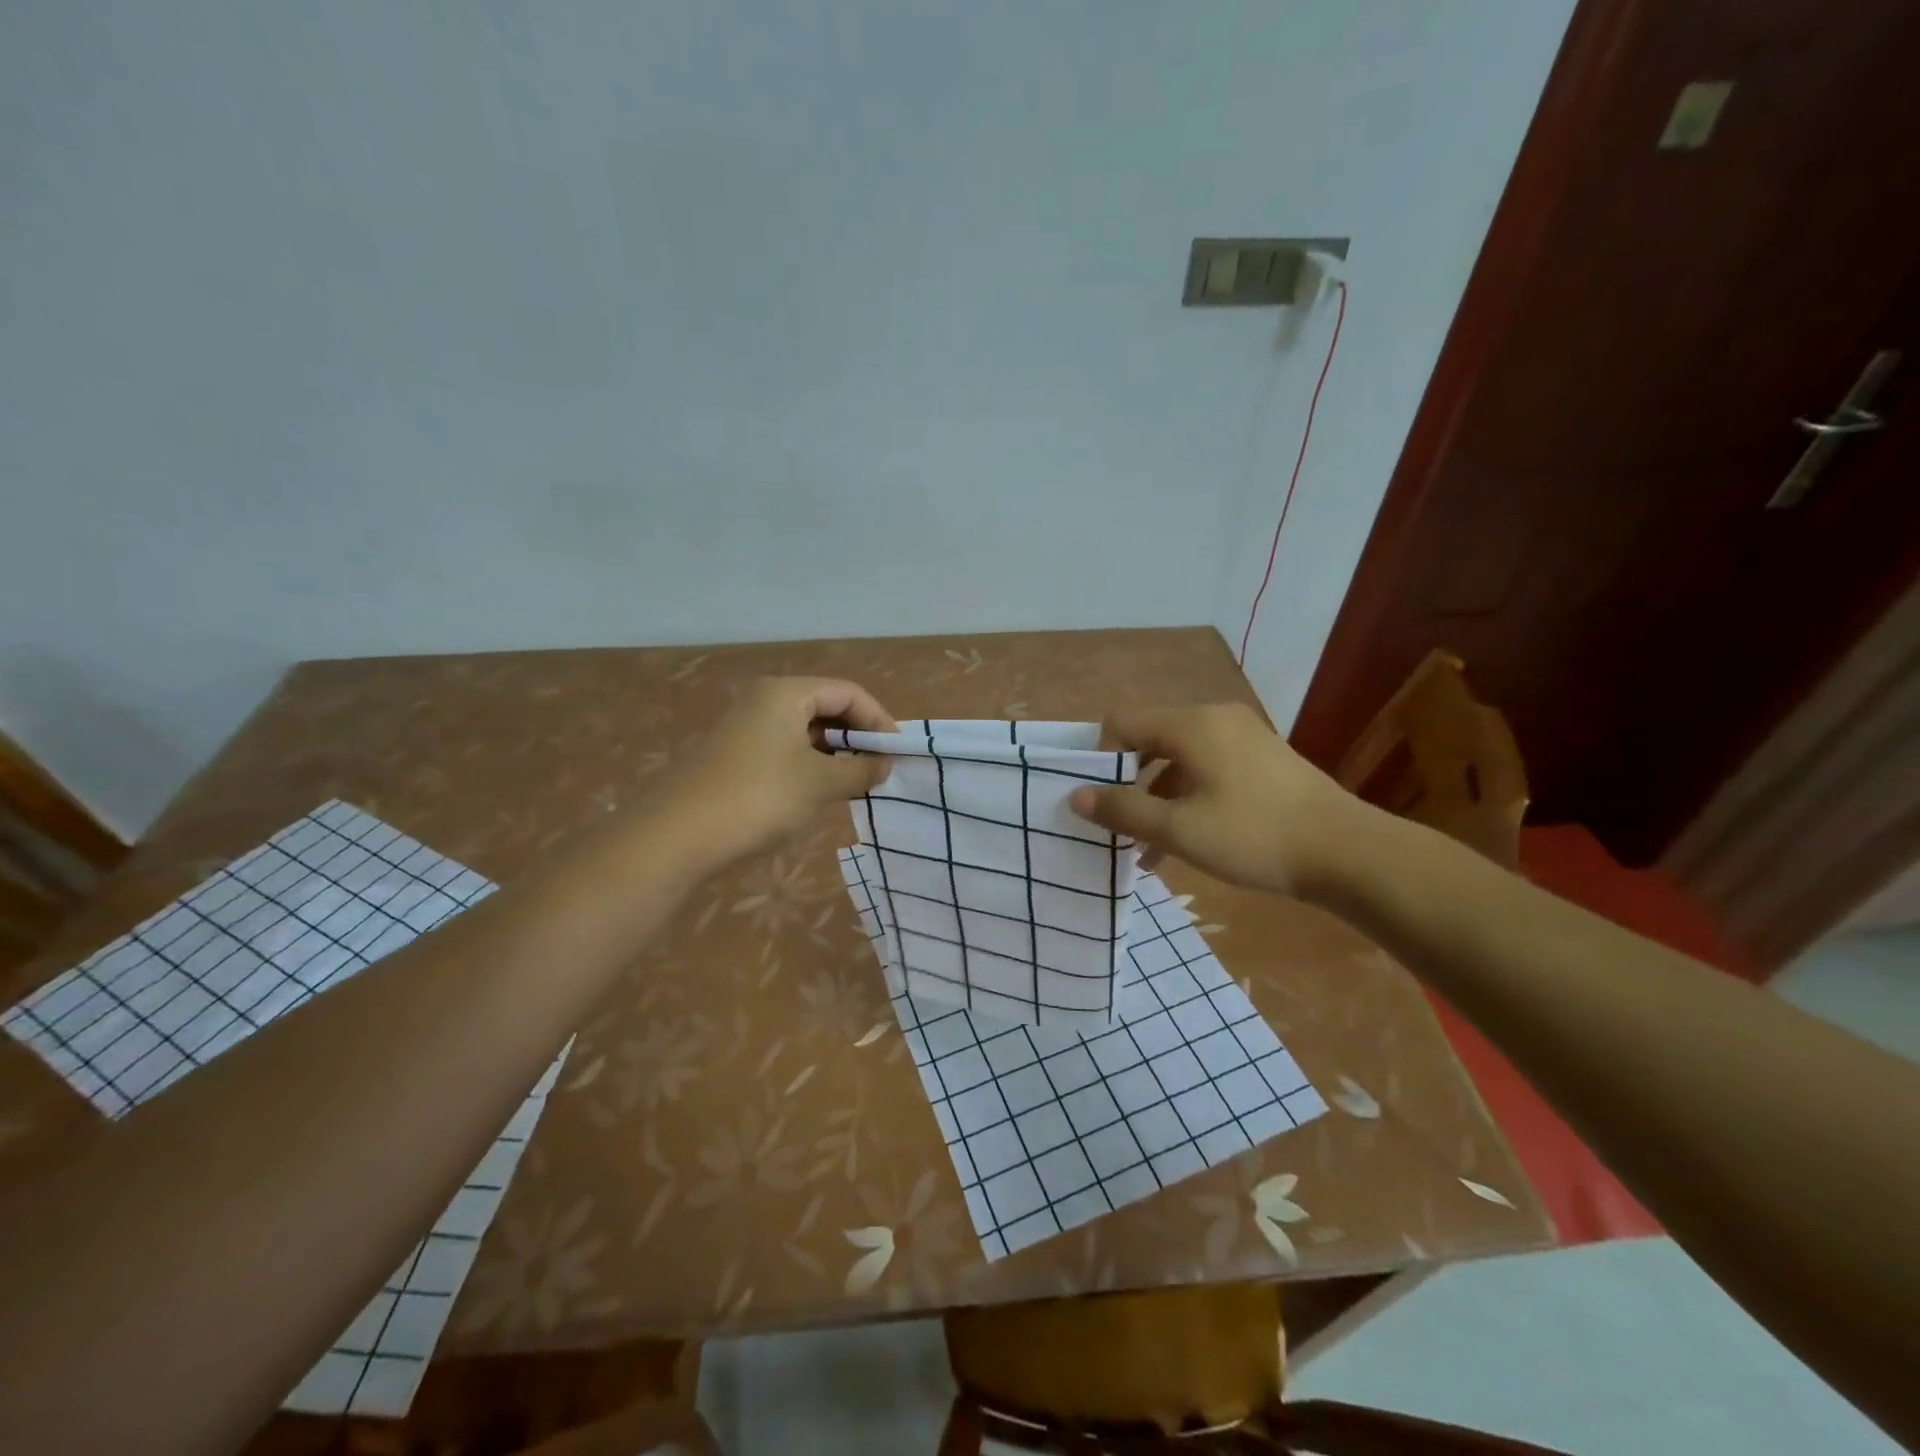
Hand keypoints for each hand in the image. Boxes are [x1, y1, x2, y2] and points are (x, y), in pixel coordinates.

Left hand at [667, 677, 896, 864]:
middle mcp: (764, 699)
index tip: (897, 752)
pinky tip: (818, 791)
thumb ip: (860, 769)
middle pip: (825, 706)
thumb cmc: (760, 797)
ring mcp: (745, 726)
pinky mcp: (734, 753)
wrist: (678, 834)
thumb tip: (884, 764)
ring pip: (804, 729)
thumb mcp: (821, 784)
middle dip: (857, 735)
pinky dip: (809, 763)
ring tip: (854, 782)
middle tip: (879, 768)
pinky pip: (784, 747)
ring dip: (835, 752)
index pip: (848, 692)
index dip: (879, 719)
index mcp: (787, 693)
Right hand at [1068, 703, 1374, 897]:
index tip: (1097, 800)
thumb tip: (1075, 796)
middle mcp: (1215, 719)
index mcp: (1191, 724)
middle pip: (1150, 741)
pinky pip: (1207, 770)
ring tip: (1145, 849)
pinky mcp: (1262, 761)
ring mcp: (1243, 738)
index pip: (1122, 722)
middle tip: (1117, 825)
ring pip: (1179, 761)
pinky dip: (1187, 799)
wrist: (1348, 853)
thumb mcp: (1178, 829)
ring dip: (1157, 799)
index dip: (1100, 758)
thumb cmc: (1253, 836)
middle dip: (1127, 783)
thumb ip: (1122, 810)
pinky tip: (1182, 844)